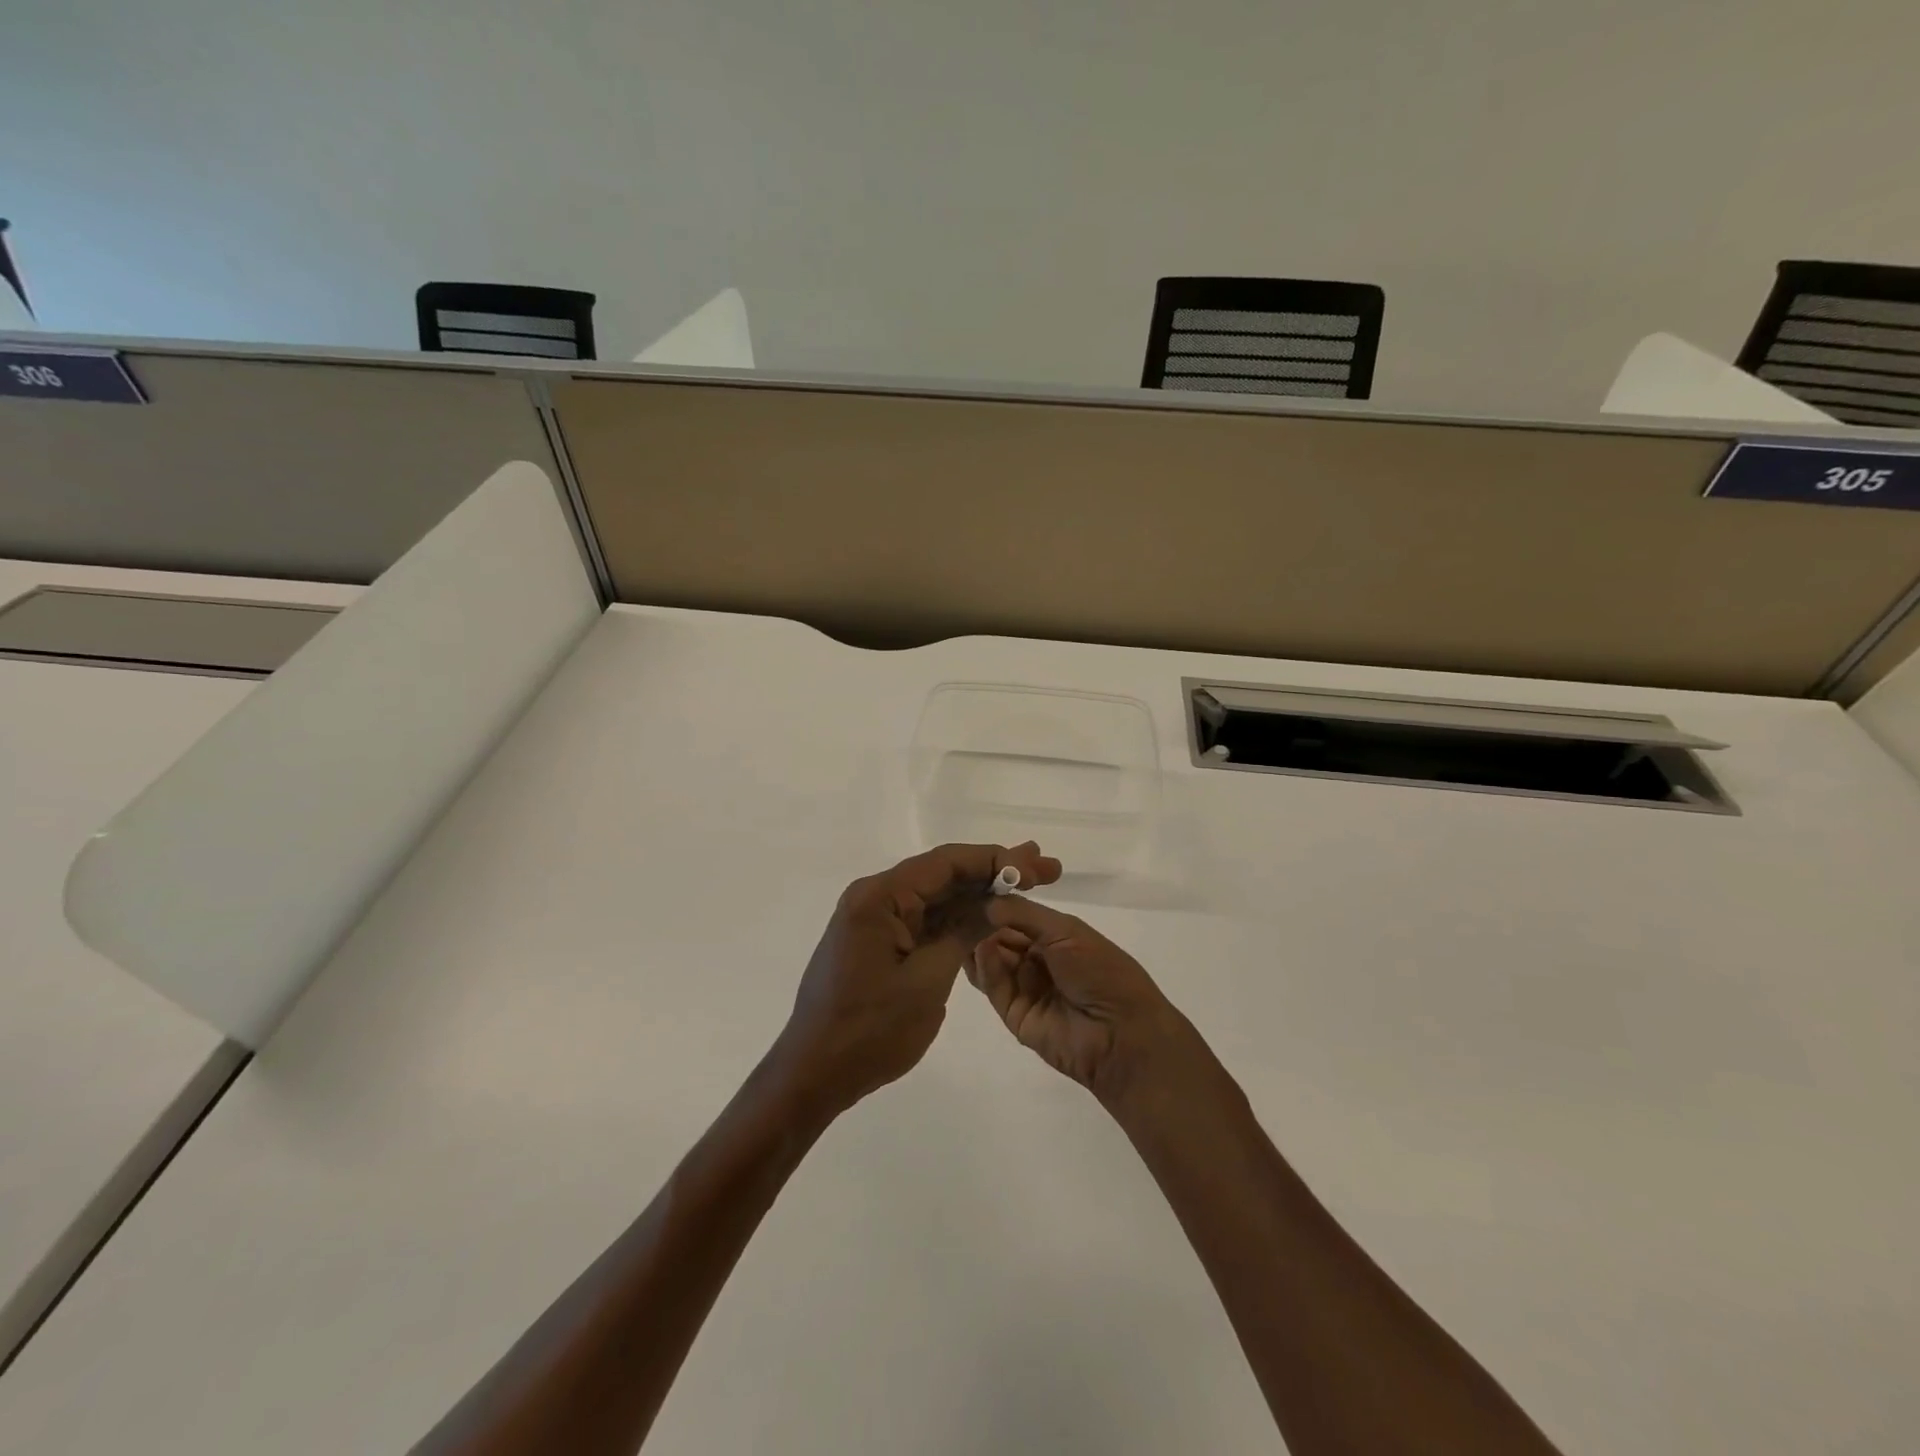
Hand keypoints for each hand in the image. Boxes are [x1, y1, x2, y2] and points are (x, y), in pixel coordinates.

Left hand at [770, 842, 1061, 1122]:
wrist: (813, 1074)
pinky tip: (990, 914)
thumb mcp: (928, 981)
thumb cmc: (870, 1030)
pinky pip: (924, 919)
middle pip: (943, 874)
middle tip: (1045, 869)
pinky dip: (957, 918)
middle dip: (994, 872)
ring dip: (979, 893)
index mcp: (879, 897)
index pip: (946, 862)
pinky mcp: (878, 941)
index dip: (995, 860)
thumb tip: (999, 901)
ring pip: (936, 896)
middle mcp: (874, 897)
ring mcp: (875, 919)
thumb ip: (964, 933)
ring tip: (1029, 883)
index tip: (1035, 866)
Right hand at [966, 895, 1199, 1104]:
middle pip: (999, 937)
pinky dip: (985, 967)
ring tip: (961, 923)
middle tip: (957, 905)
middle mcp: (1037, 959)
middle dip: (981, 922)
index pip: (1016, 915)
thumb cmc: (1101, 971)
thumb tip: (985, 901)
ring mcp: (1024, 987)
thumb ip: (1023, 914)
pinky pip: (994, 986)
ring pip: (991, 961)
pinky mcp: (1013, 1014)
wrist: (1121, 1033)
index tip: (969, 886)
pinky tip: (980, 948)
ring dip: (979, 942)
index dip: (996, 903)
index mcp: (1055, 936)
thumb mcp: (1066, 931)